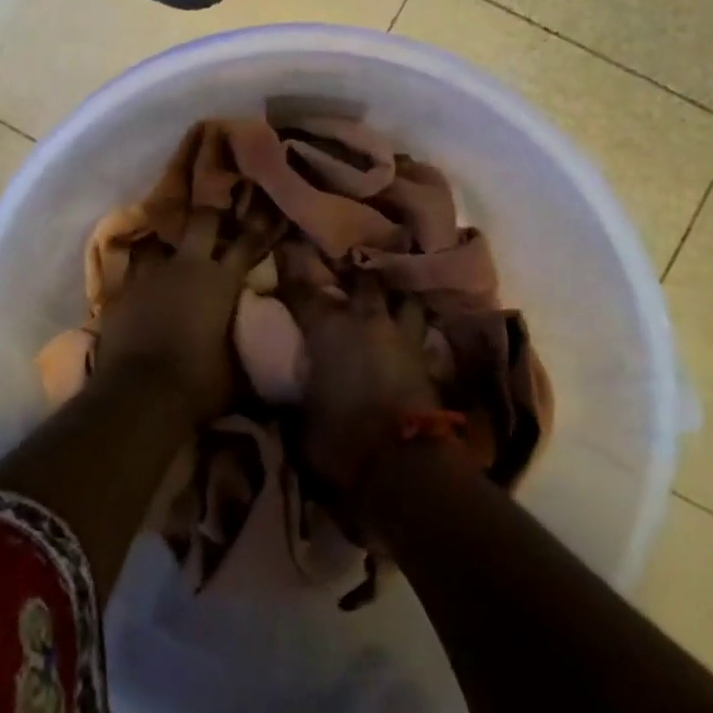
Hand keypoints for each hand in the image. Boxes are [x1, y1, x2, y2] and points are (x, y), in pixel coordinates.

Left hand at [92, 210, 266, 423]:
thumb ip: (243, 345)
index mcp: (220, 282)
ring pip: (158, 242)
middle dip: (210, 218)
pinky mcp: (119, 292)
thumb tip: (256, 345)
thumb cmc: (198, 384)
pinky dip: (140, 277)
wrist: (139, 395)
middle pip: (201, 221)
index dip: (255, 230)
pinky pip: (132, 273)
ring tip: (171, 254)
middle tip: (215, 221)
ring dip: (167, 248)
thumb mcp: (235, 369)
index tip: (262, 218)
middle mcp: (186, 268)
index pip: (245, 244)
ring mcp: (149, 276)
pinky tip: (142, 285)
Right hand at [281, 274, 452, 497]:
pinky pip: (421, 335)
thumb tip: (284, 396)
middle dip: (354, 276)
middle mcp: (366, 321)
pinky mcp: (428, 361)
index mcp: (327, 329)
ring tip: (386, 303)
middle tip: (346, 276)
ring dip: (394, 300)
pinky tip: (408, 338)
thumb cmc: (341, 439)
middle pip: (363, 281)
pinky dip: (413, 334)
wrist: (405, 462)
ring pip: (403, 300)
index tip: (284, 250)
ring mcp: (403, 338)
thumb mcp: (302, 422)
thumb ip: (294, 399)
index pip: (302, 290)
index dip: (291, 270)